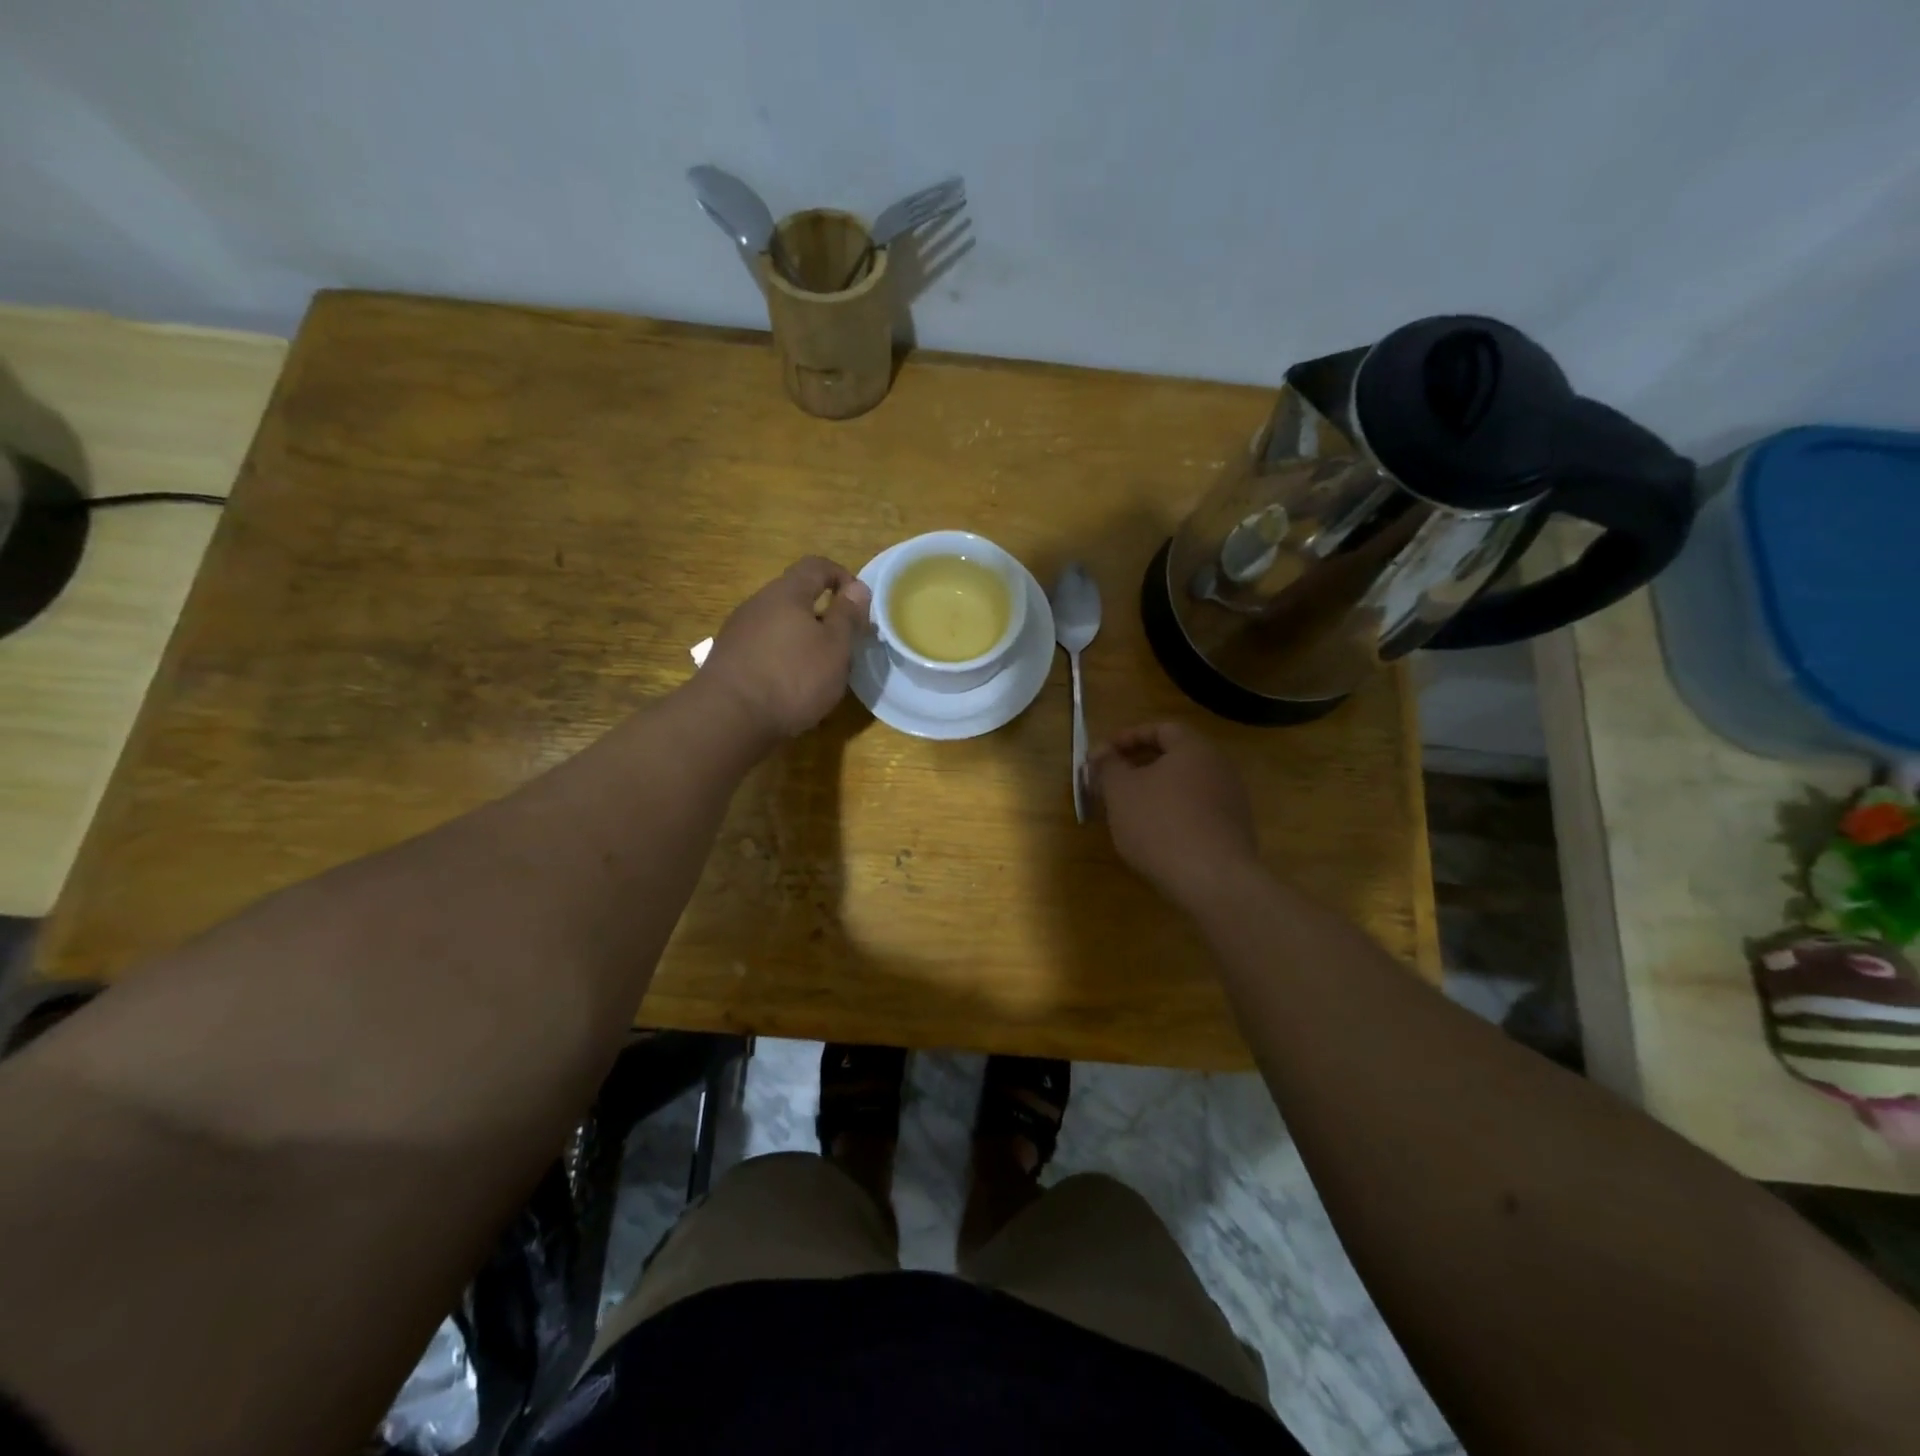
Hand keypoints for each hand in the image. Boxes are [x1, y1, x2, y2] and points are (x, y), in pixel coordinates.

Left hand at [702, 557, 871, 741]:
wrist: (729, 718)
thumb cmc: (793, 677)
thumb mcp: (835, 647)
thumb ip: (847, 616)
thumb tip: (858, 588)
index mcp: (786, 593)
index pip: (816, 566)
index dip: (842, 576)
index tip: (860, 603)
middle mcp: (758, 604)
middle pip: (795, 597)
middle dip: (823, 615)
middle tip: (843, 643)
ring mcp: (738, 632)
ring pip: (779, 626)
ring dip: (802, 640)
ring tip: (819, 671)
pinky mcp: (729, 660)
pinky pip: (764, 649)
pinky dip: (783, 660)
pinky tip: (791, 688)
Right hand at [1090, 722, 1259, 907]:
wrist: (1213, 880)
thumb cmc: (1160, 824)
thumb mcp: (1121, 791)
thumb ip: (1108, 766)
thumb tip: (1100, 751)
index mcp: (1194, 749)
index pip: (1161, 729)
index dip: (1128, 737)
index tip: (1103, 755)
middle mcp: (1219, 768)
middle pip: (1174, 757)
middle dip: (1139, 767)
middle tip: (1110, 783)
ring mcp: (1232, 801)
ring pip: (1185, 786)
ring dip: (1155, 792)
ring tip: (1127, 811)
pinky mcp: (1234, 832)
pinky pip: (1197, 812)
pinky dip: (1173, 814)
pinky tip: (1154, 836)